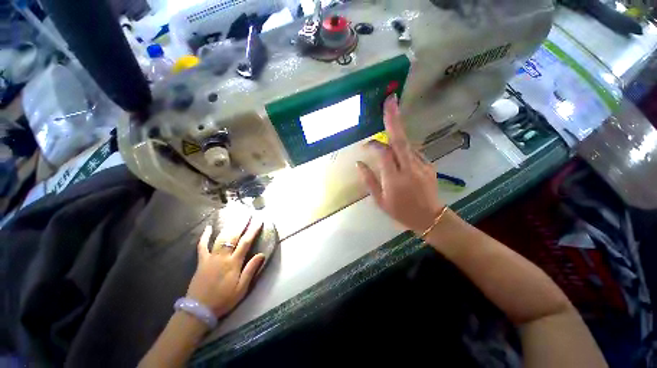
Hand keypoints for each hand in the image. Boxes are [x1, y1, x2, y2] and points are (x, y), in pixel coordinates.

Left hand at [186, 215, 265, 318]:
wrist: (198, 310)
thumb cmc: (223, 300)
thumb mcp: (241, 288)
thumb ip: (251, 270)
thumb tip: (261, 254)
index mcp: (233, 263)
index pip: (246, 242)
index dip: (253, 230)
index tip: (259, 220)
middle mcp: (222, 257)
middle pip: (233, 236)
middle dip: (241, 223)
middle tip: (247, 213)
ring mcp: (210, 257)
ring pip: (221, 238)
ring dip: (228, 226)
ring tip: (234, 216)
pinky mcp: (201, 261)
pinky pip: (202, 246)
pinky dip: (205, 236)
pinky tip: (208, 228)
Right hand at [357, 95, 444, 233]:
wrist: (430, 218)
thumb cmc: (401, 211)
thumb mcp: (380, 200)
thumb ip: (369, 180)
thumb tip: (359, 163)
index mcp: (394, 179)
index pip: (383, 153)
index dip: (374, 144)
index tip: (365, 145)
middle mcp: (409, 168)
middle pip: (400, 140)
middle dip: (394, 118)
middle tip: (390, 100)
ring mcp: (422, 165)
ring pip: (407, 144)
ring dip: (396, 133)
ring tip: (391, 121)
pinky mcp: (429, 164)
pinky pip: (413, 151)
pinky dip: (403, 148)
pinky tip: (398, 153)